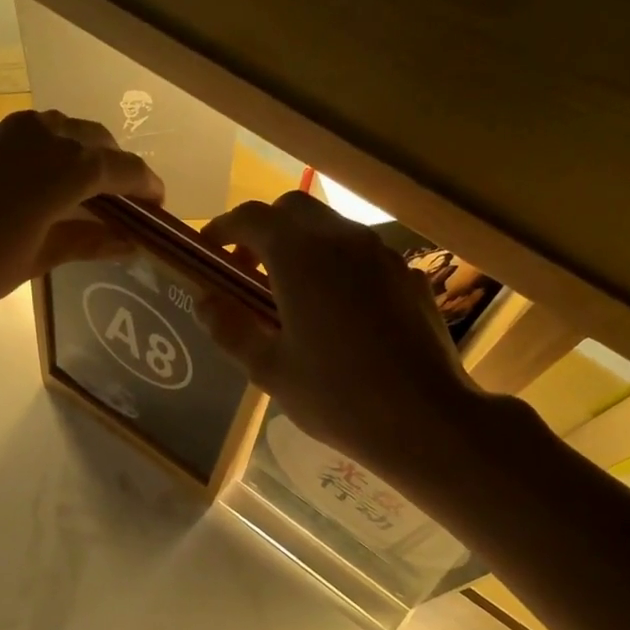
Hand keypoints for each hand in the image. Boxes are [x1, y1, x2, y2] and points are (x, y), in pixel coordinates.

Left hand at [0, 109, 161, 319]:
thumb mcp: (37, 259)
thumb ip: (86, 241)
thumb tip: (126, 241)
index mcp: (65, 166)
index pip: (122, 167)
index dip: (146, 185)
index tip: (158, 206)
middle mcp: (40, 135)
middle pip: (94, 140)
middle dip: (116, 166)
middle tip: (124, 201)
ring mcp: (4, 132)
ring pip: (59, 130)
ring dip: (80, 153)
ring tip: (85, 191)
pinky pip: (27, 137)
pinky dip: (46, 153)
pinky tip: (39, 185)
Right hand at [201, 193, 491, 468]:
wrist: (425, 419)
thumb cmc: (336, 397)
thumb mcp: (269, 369)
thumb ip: (230, 328)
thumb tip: (204, 300)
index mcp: (300, 257)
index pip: (251, 217)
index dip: (223, 229)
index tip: (208, 251)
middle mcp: (343, 240)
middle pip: (293, 210)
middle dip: (263, 231)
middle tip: (247, 272)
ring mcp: (382, 255)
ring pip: (331, 228)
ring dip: (301, 247)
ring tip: (289, 295)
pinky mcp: (408, 276)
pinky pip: (362, 256)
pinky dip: (336, 266)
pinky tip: (337, 313)